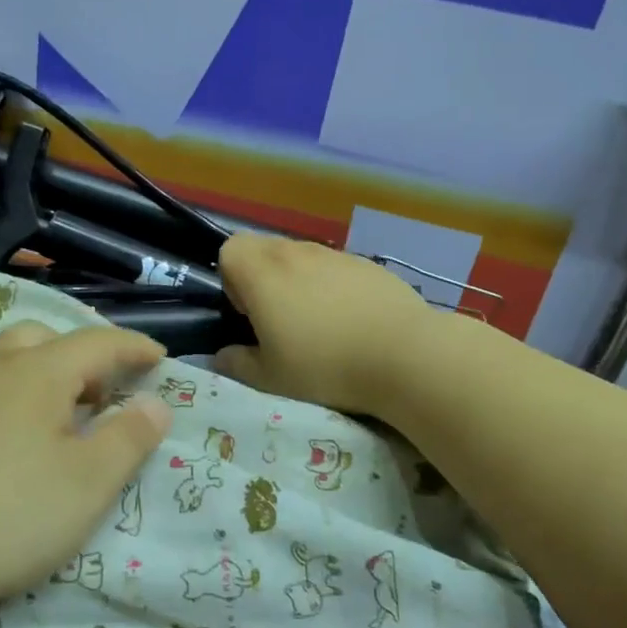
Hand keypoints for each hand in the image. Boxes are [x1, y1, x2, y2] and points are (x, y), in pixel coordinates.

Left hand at [0, 321, 172, 606]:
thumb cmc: (13, 514)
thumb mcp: (90, 481)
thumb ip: (129, 437)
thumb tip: (155, 402)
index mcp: (37, 372)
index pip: (97, 343)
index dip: (134, 347)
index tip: (160, 359)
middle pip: (44, 339)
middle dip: (83, 356)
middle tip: (105, 392)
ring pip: (8, 362)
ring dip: (45, 375)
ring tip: (64, 419)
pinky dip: (14, 398)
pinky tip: (16, 444)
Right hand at [214, 234, 433, 416]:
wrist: (404, 355)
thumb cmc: (325, 366)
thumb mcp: (271, 378)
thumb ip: (238, 364)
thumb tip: (222, 356)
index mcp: (263, 274)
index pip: (230, 250)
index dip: (232, 279)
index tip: (248, 313)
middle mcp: (296, 253)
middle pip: (265, 249)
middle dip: (262, 278)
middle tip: (278, 320)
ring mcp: (336, 255)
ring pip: (302, 258)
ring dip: (298, 282)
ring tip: (318, 324)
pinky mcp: (368, 265)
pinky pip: (336, 268)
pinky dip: (333, 287)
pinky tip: (352, 322)